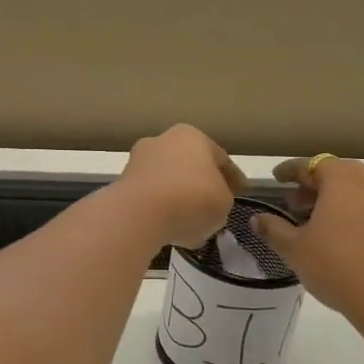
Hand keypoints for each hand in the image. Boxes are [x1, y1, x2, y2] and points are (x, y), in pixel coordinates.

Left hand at [114, 125, 244, 248]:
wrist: (138, 213)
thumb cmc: (191, 199)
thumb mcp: (224, 202)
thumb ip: (222, 198)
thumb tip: (210, 202)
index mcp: (192, 136)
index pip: (220, 158)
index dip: (233, 177)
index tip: (242, 192)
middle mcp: (162, 141)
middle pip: (190, 165)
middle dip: (201, 183)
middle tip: (214, 204)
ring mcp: (138, 160)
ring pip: (167, 180)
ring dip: (178, 196)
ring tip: (191, 220)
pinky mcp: (121, 182)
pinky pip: (150, 196)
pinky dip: (160, 208)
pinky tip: (170, 226)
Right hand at [251, 157, 363, 330]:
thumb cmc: (339, 267)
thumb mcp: (295, 249)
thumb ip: (273, 229)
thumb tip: (258, 219)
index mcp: (344, 178)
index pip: (310, 164)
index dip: (289, 171)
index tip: (277, 179)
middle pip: (338, 174)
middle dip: (314, 187)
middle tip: (294, 205)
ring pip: (361, 189)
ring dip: (338, 199)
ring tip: (318, 222)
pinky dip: (358, 212)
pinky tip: (345, 235)